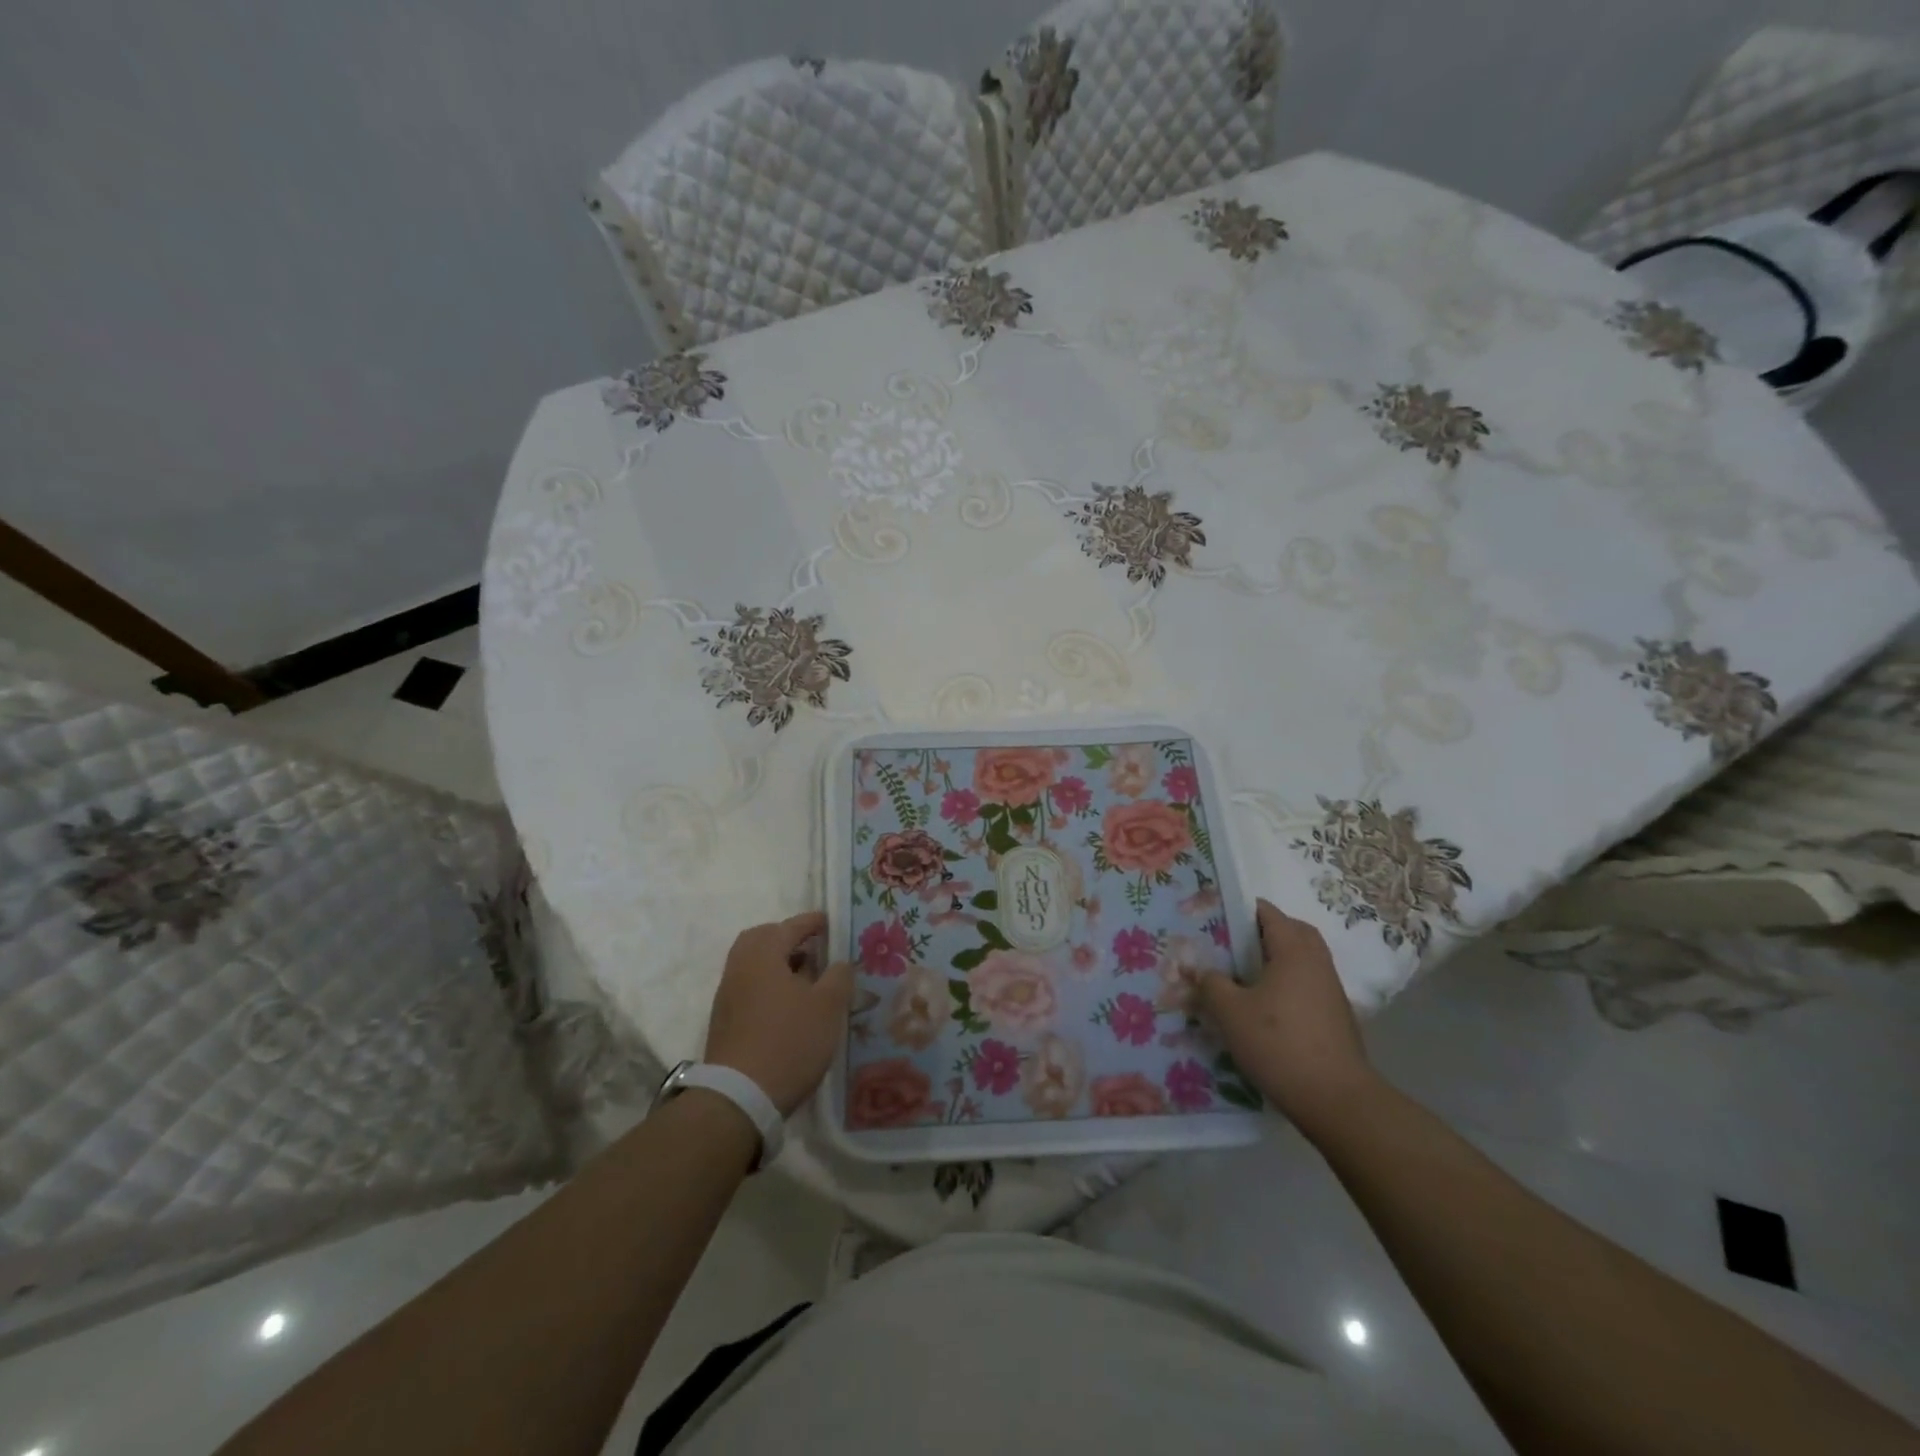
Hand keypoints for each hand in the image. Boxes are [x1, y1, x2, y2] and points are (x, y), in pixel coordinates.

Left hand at [704, 912, 853, 1116]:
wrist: (740, 1097)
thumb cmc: (789, 1041)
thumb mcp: (828, 1006)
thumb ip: (838, 976)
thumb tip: (839, 963)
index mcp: (762, 955)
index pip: (789, 927)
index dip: (812, 922)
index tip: (830, 921)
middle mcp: (739, 969)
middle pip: (761, 940)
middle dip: (787, 939)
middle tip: (813, 947)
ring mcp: (728, 997)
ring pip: (753, 966)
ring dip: (778, 964)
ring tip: (807, 978)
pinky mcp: (725, 1023)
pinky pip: (749, 988)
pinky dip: (769, 986)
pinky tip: (790, 1006)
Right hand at [1198, 898, 1377, 1136]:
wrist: (1335, 1099)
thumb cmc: (1278, 1043)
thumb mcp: (1230, 1012)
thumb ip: (1211, 984)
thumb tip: (1202, 971)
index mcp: (1293, 951)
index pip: (1269, 913)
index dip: (1243, 910)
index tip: (1217, 917)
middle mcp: (1317, 963)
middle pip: (1294, 932)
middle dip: (1266, 931)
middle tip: (1235, 943)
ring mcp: (1332, 991)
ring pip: (1304, 960)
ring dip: (1279, 959)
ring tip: (1246, 976)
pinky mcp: (1337, 1017)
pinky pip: (1309, 984)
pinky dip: (1290, 984)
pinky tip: (1267, 1007)